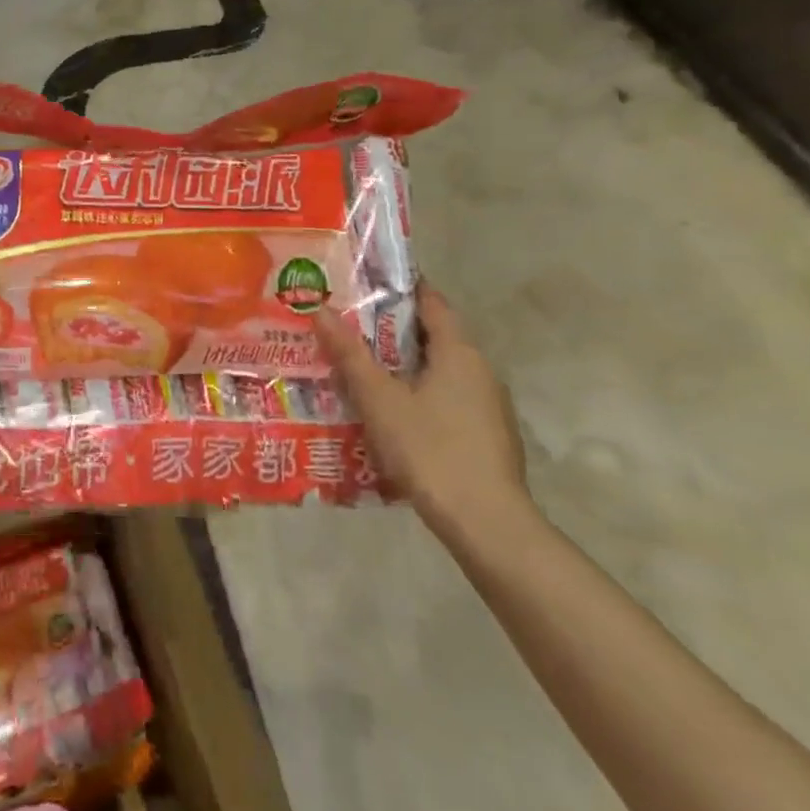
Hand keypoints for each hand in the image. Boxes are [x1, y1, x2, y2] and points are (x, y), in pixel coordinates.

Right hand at [317, 283, 527, 538]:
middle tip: (349, 326)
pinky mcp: (488, 436)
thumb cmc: (431, 450)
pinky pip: (448, 398)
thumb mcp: (380, 400)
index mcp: (459, 351)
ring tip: (362, 368)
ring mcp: (489, 405)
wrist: (488, 526)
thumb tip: (320, 309)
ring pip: (440, 370)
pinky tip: (392, 413)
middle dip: (392, 329)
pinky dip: (419, 394)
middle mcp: (480, 369)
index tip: (364, 283)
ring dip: (405, 365)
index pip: (431, 301)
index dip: (399, 288)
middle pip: (433, 335)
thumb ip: (350, 355)